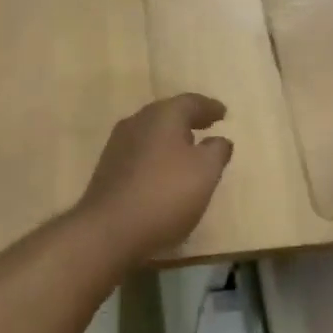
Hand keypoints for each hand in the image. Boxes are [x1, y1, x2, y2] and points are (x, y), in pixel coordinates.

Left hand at [74, 94, 233, 259]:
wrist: (109, 230)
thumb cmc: (165, 194)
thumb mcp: (205, 172)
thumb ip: (217, 151)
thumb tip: (220, 140)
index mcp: (162, 115)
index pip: (191, 102)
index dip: (209, 107)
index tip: (223, 113)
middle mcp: (137, 122)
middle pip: (168, 113)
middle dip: (189, 119)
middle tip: (208, 124)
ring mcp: (118, 145)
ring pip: (152, 132)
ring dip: (172, 137)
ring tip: (189, 148)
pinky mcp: (108, 169)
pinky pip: (141, 152)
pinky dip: (157, 154)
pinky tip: (164, 171)